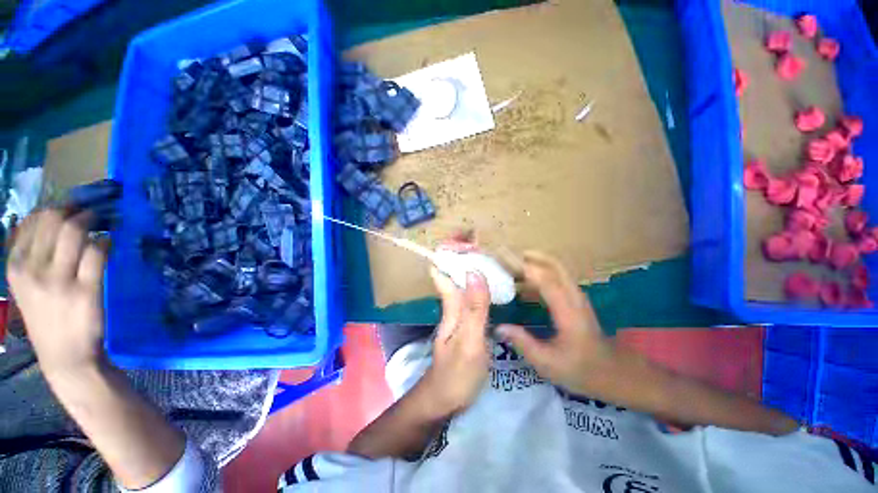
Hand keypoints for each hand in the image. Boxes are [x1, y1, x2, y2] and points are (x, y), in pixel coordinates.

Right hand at [7, 209, 107, 376]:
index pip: (34, 221)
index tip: (71, 207)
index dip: (57, 209)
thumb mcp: (27, 285)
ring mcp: (59, 281)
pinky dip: (106, 242)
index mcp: (16, 266)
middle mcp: (33, 270)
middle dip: (76, 211)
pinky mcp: (86, 290)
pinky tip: (110, 242)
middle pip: (55, 221)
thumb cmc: (47, 318)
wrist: (65, 357)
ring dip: (93, 222)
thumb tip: (53, 220)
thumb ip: (33, 255)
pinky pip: (97, 252)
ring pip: (75, 232)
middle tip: (92, 212)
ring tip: (104, 223)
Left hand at [420, 244, 491, 415]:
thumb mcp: (470, 341)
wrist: (446, 398)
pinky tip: (490, 279)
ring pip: (461, 279)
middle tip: (482, 237)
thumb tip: (473, 272)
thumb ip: (473, 308)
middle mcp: (451, 302)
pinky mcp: (465, 319)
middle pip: (452, 270)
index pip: (442, 268)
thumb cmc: (457, 372)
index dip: (450, 250)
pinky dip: (478, 280)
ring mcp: (457, 310)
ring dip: (471, 263)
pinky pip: (470, 292)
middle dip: (463, 251)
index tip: (465, 236)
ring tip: (489, 251)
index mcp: (449, 303)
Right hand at [496, 251, 611, 394]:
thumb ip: (523, 343)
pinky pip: (554, 275)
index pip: (544, 279)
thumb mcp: (548, 363)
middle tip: (503, 256)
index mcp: (567, 311)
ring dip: (532, 261)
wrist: (613, 371)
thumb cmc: (581, 369)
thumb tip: (498, 327)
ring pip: (554, 267)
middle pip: (552, 264)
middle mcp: (573, 296)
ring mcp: (575, 294)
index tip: (501, 259)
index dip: (522, 266)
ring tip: (509, 264)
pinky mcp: (573, 297)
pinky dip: (537, 270)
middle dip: (527, 256)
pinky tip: (522, 280)